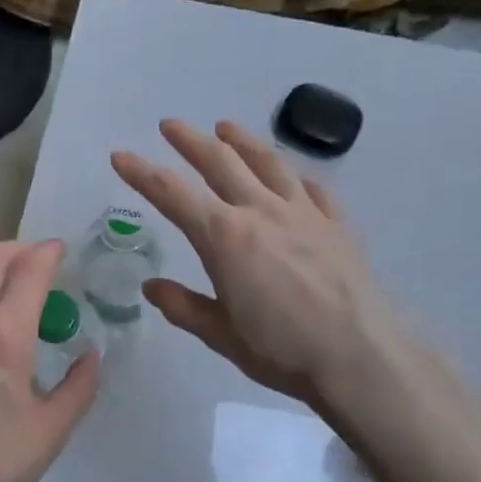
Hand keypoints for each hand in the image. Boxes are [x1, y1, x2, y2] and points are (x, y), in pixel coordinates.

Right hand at [111, 120, 405, 406]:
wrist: (360, 357)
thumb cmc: (282, 350)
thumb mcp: (221, 335)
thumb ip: (184, 307)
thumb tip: (151, 287)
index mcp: (225, 238)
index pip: (172, 194)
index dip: (142, 173)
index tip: (120, 156)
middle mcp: (261, 212)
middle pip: (220, 163)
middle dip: (190, 141)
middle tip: (170, 125)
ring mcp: (304, 213)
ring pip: (268, 163)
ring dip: (243, 141)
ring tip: (226, 127)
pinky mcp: (337, 225)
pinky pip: (313, 189)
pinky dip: (296, 177)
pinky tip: (293, 176)